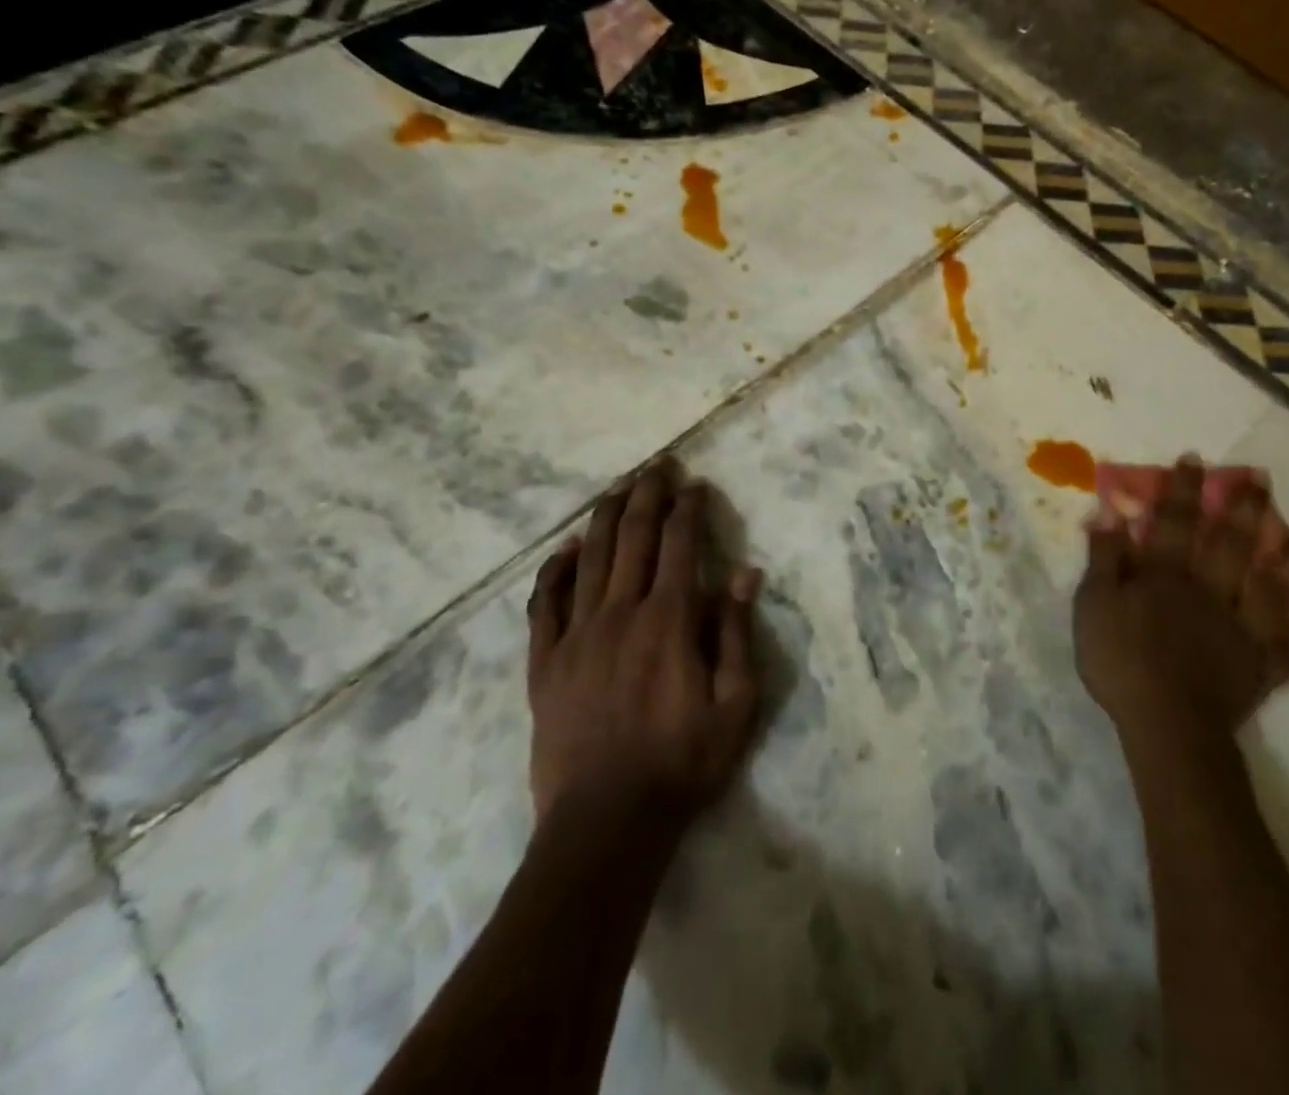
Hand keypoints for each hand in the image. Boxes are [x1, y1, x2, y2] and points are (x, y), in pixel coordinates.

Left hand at [525, 459, 761, 829]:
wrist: (605, 824)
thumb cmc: (682, 763)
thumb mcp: (735, 704)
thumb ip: (735, 633)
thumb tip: (743, 572)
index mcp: (668, 620)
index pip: (679, 545)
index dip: (688, 508)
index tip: (696, 484)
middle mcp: (620, 613)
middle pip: (632, 537)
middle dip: (648, 494)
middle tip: (659, 465)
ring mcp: (576, 635)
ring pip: (589, 558)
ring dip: (605, 516)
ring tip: (618, 486)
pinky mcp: (544, 662)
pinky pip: (545, 603)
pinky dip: (554, 570)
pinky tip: (565, 548)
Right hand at [1073, 455, 1288, 750]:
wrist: (1166, 724)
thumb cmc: (1121, 662)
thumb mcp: (1094, 606)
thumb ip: (1104, 559)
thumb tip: (1108, 514)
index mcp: (1166, 575)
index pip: (1174, 522)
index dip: (1182, 490)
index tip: (1195, 460)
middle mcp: (1208, 590)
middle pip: (1228, 544)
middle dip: (1243, 509)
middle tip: (1261, 480)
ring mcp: (1240, 627)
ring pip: (1268, 587)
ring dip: (1288, 560)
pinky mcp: (1260, 665)